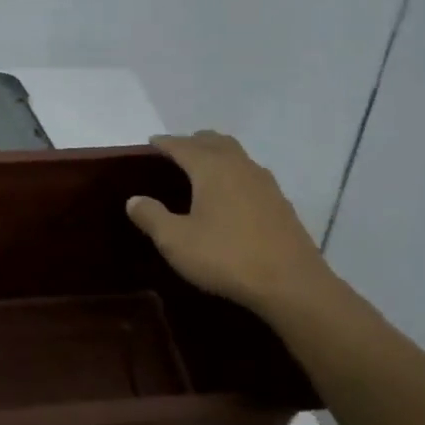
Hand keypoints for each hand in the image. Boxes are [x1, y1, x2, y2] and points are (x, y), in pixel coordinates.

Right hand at [126, 132, 341, 321]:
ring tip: (202, 168)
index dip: (165, 142)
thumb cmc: (226, 257)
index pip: (183, 145)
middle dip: (193, 141)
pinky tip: (231, 194)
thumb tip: (134, 200)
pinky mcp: (280, 202)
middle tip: (177, 151)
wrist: (291, 283)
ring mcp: (264, 183)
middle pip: (214, 141)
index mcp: (212, 168)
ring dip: (217, 154)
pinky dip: (234, 173)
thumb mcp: (176, 241)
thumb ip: (152, 217)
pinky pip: (250, 174)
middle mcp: (239, 166)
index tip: (151, 142)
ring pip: (236, 155)